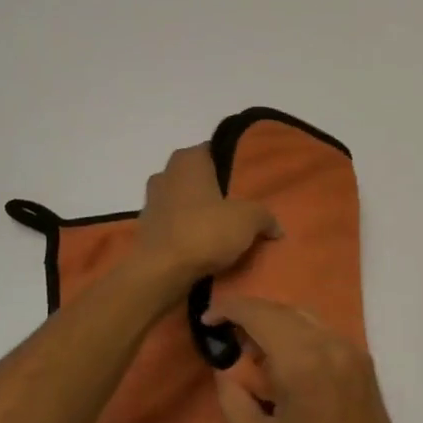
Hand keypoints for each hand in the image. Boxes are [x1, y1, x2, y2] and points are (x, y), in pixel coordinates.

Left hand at [131, 145, 279, 288]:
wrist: (160, 272)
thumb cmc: (204, 231)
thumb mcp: (248, 220)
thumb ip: (265, 216)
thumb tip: (276, 227)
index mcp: (189, 160)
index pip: (213, 150)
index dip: (231, 162)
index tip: (247, 177)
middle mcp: (165, 173)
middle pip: (197, 175)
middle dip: (213, 187)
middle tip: (238, 203)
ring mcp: (151, 201)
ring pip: (183, 199)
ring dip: (198, 210)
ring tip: (222, 227)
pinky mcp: (146, 229)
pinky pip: (173, 223)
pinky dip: (186, 230)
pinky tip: (203, 245)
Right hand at [207, 297, 422, 422]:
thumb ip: (234, 398)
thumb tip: (226, 367)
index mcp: (303, 361)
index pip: (260, 315)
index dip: (229, 309)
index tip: (205, 320)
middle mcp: (332, 345)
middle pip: (284, 310)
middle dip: (250, 314)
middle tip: (222, 336)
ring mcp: (352, 353)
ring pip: (306, 318)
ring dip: (275, 323)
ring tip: (247, 349)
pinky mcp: (363, 366)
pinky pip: (323, 334)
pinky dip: (297, 335)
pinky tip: (281, 362)